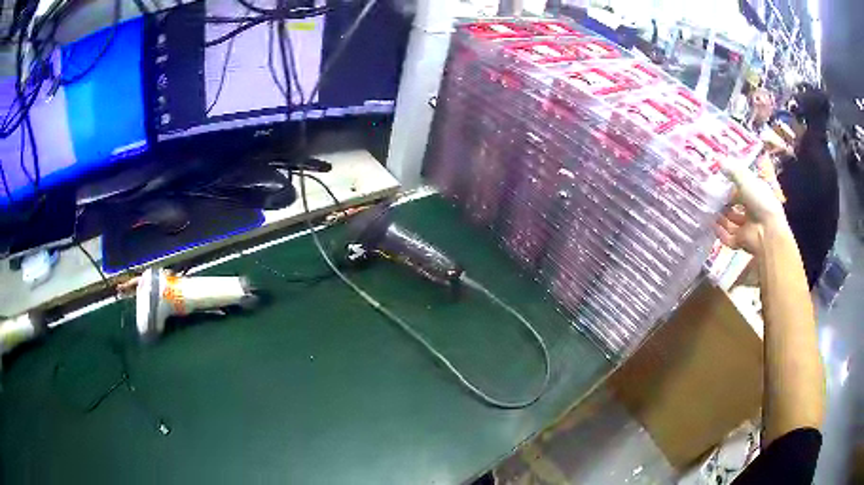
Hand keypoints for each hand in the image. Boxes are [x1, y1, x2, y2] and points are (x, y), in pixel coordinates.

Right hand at [714, 159, 788, 255]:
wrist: (768, 232)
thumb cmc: (760, 201)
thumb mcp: (746, 180)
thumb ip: (732, 170)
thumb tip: (717, 158)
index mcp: (756, 194)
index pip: (743, 189)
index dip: (732, 185)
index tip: (718, 181)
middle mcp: (752, 210)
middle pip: (736, 206)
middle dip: (724, 204)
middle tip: (710, 198)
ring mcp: (747, 227)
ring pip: (731, 222)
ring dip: (721, 218)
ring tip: (708, 210)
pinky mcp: (742, 242)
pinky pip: (728, 238)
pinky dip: (720, 233)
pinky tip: (711, 226)